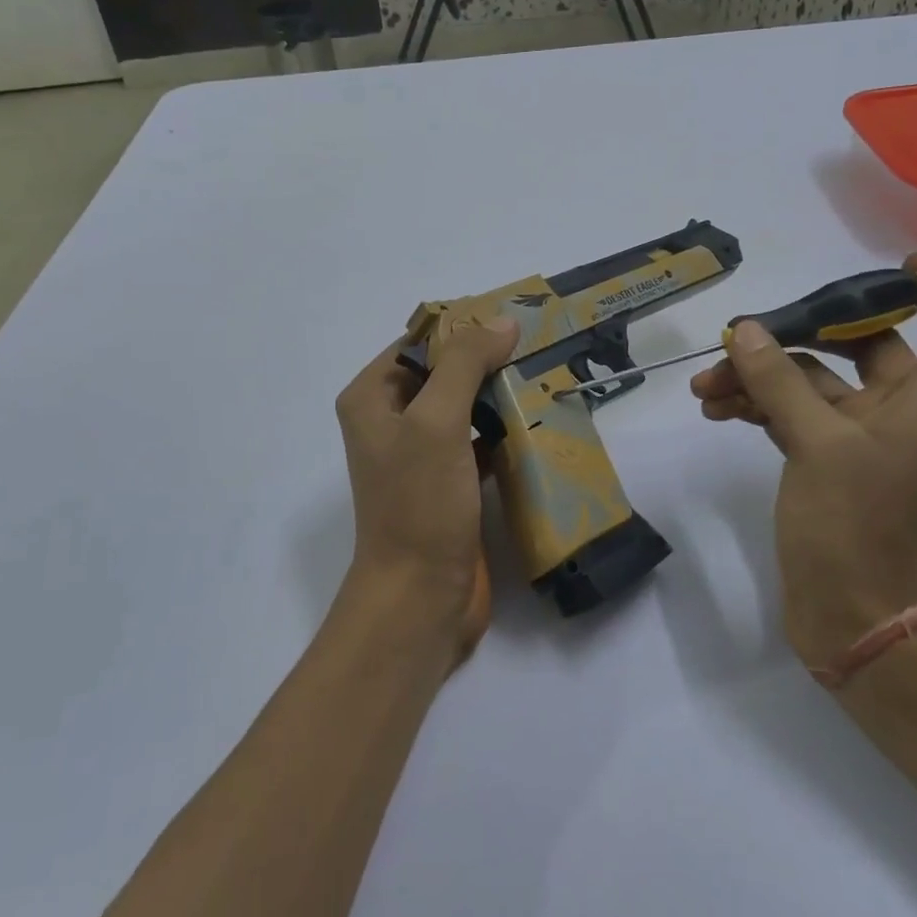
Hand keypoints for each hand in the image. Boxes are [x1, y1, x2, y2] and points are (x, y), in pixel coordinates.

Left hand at [334, 316, 519, 666]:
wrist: (420, 597)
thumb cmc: (419, 503)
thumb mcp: (437, 421)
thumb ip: (465, 364)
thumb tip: (503, 322)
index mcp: (372, 398)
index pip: (418, 342)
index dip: (462, 327)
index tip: (512, 320)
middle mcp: (390, 421)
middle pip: (443, 373)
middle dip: (486, 360)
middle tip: (537, 346)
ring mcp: (420, 455)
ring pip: (464, 407)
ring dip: (499, 394)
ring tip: (544, 376)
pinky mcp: (448, 483)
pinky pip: (477, 441)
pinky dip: (503, 430)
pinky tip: (537, 421)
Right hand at [690, 254, 916, 673]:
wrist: (859, 623)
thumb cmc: (860, 530)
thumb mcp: (818, 446)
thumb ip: (781, 383)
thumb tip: (747, 330)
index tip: (900, 269)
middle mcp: (902, 414)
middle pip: (866, 345)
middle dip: (802, 334)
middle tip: (748, 335)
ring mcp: (862, 441)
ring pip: (815, 384)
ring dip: (763, 376)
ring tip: (707, 386)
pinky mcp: (827, 465)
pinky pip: (793, 416)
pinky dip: (760, 407)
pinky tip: (717, 409)